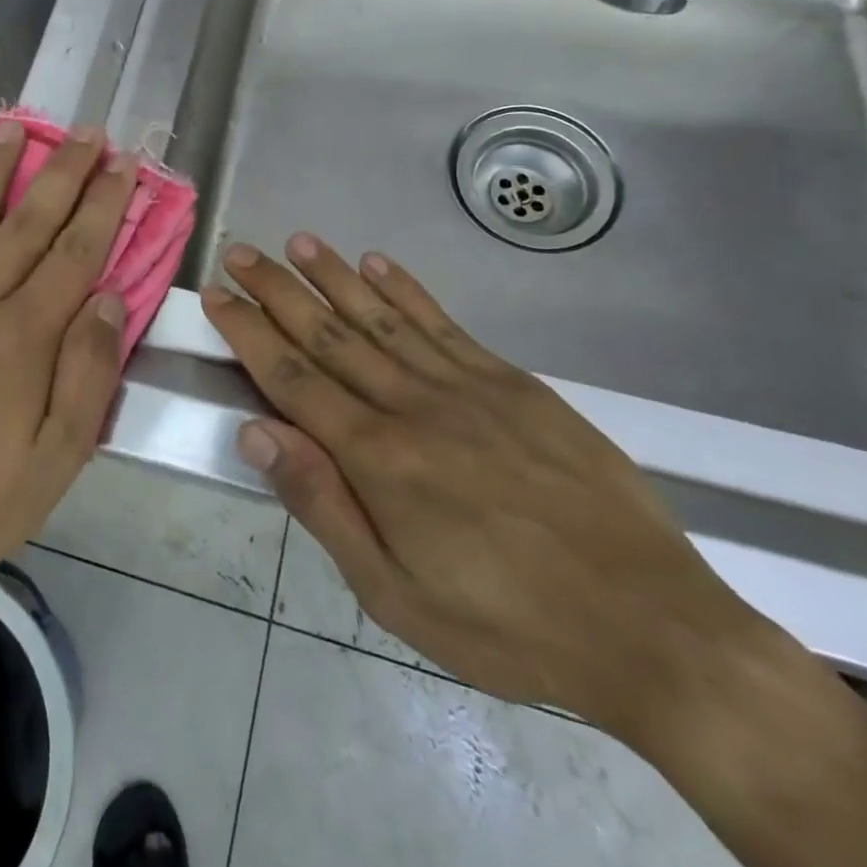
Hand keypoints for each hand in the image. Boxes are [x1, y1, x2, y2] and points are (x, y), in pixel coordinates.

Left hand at [0, 123, 135, 611]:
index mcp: (25, 336)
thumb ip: (87, 376)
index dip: (104, 204)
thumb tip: (112, 302)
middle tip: (86, 131)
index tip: (123, 164)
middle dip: (63, 172)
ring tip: (14, 129)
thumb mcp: (52, 462)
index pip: (77, 252)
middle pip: (29, 221)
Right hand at [203, 236, 774, 748]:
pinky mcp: (512, 383)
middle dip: (277, 291)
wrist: (648, 623)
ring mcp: (466, 386)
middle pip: (329, 335)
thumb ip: (323, 505)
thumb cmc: (506, 624)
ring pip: (382, 317)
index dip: (249, 333)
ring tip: (297, 242)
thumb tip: (256, 433)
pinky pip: (444, 324)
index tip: (218, 296)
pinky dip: (406, 289)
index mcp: (378, 458)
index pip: (293, 379)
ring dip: (334, 276)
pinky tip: (377, 263)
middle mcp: (413, 405)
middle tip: (240, 252)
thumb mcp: (395, 594)